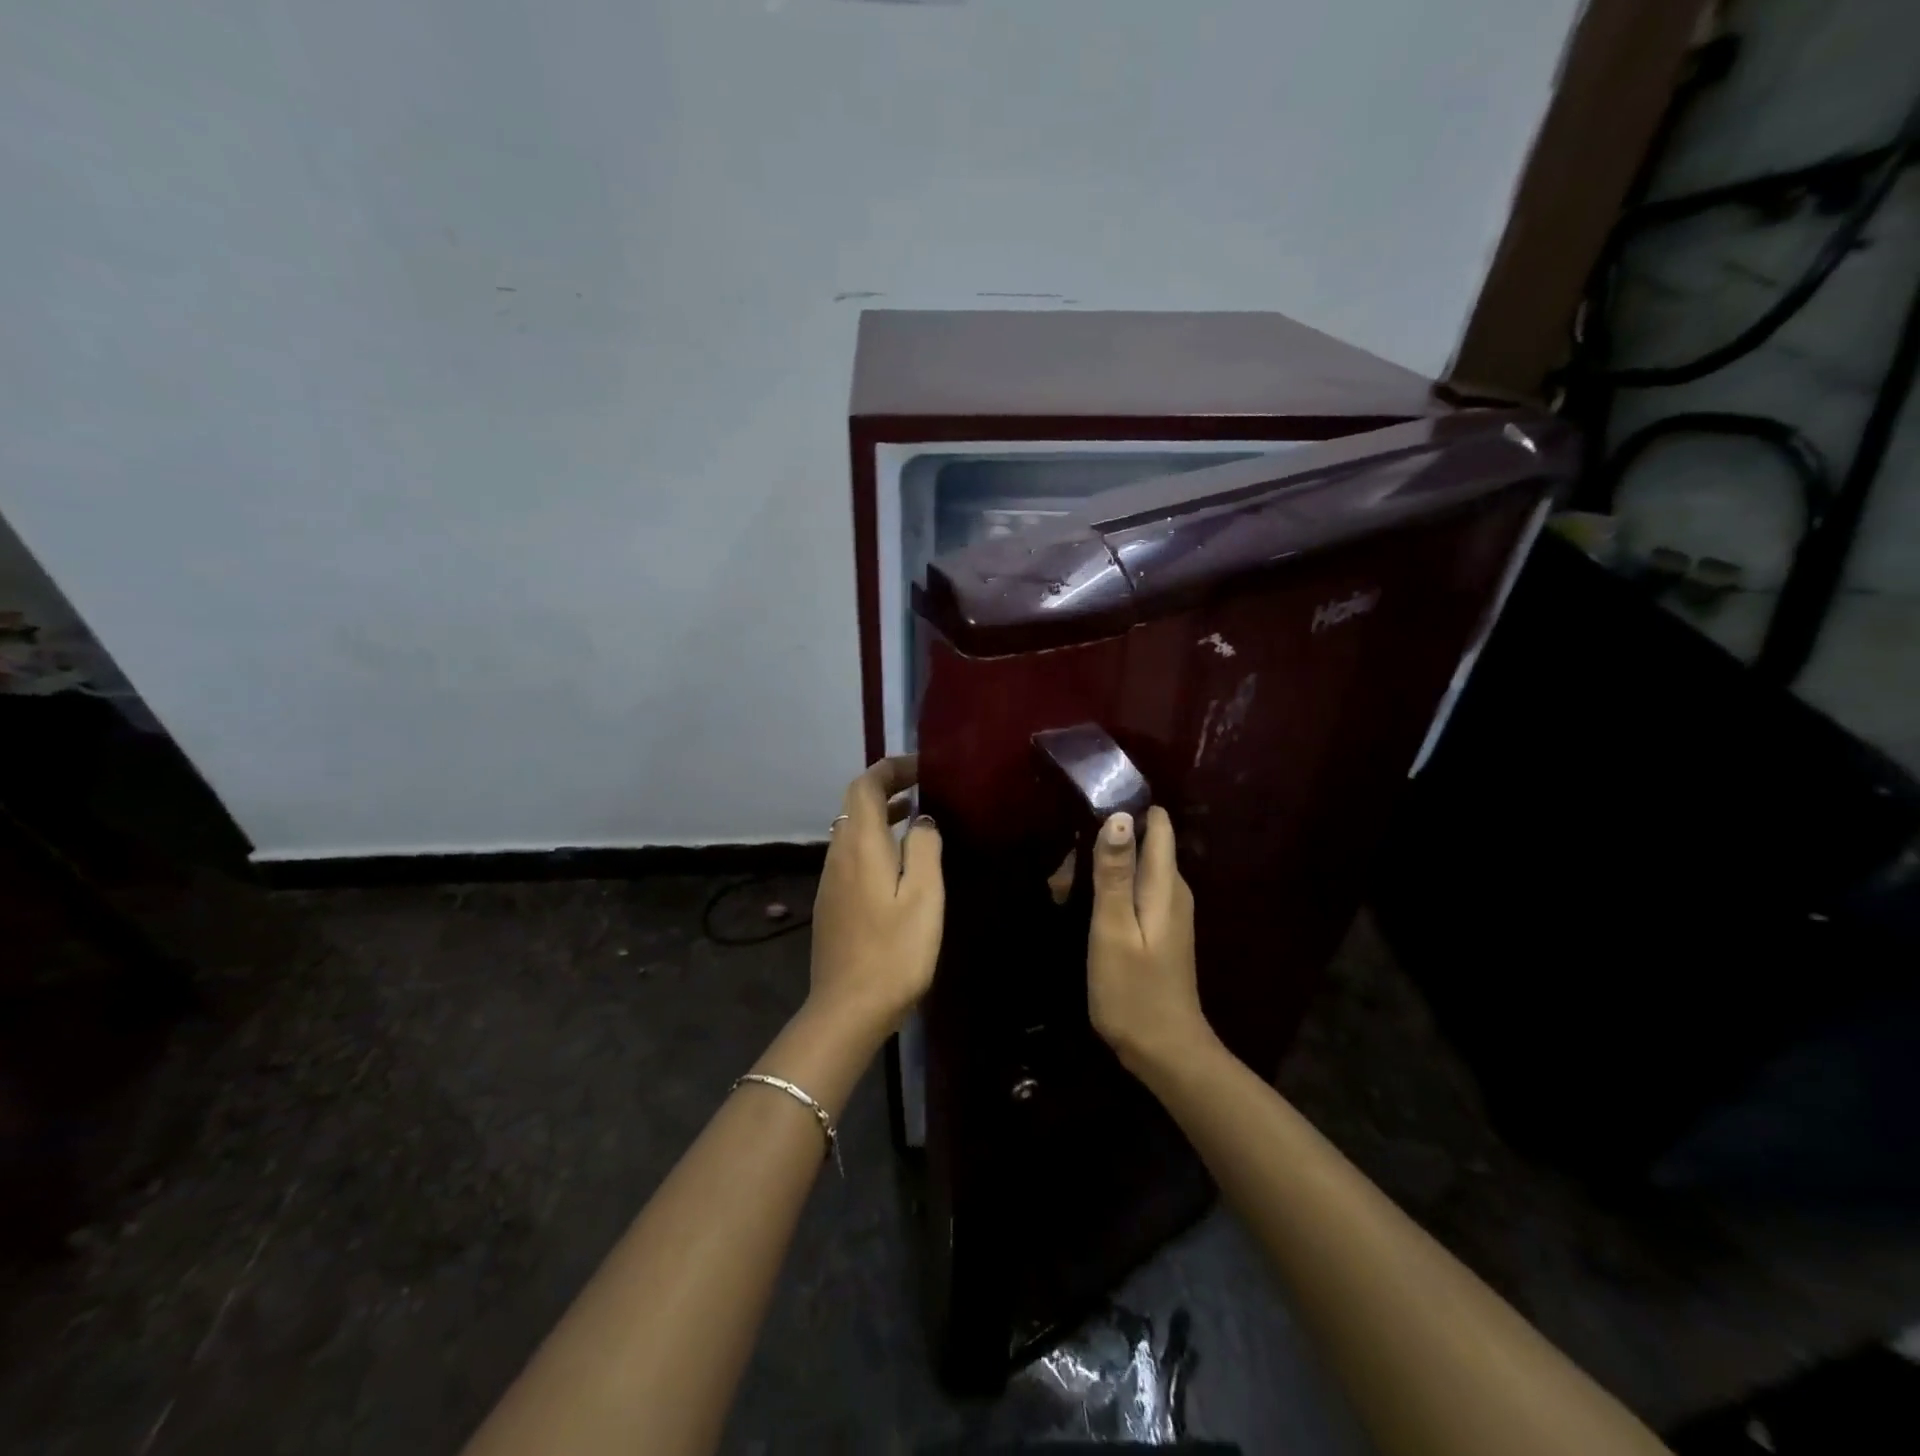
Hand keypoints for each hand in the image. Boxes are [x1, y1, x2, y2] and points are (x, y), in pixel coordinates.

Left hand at [806, 755, 943, 1042]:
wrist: (847, 1009)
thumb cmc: (894, 951)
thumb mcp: (923, 895)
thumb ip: (923, 848)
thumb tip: (921, 820)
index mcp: (861, 845)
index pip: (866, 786)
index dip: (891, 769)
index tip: (923, 768)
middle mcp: (838, 854)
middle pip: (856, 804)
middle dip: (887, 788)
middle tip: (924, 788)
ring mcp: (830, 880)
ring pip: (852, 830)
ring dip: (881, 816)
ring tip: (916, 818)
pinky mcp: (831, 903)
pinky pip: (851, 855)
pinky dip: (874, 841)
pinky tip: (897, 863)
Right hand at [1087, 808, 1213, 1075]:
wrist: (1165, 1052)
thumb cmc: (1133, 991)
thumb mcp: (1113, 930)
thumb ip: (1114, 873)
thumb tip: (1119, 817)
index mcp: (1165, 884)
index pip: (1157, 824)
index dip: (1124, 812)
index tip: (1084, 819)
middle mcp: (1172, 889)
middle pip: (1139, 844)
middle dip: (1099, 847)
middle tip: (1061, 877)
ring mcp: (1167, 910)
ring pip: (1131, 869)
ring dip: (1097, 873)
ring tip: (1062, 895)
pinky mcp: (1159, 929)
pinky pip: (1132, 892)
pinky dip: (1106, 893)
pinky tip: (1081, 912)